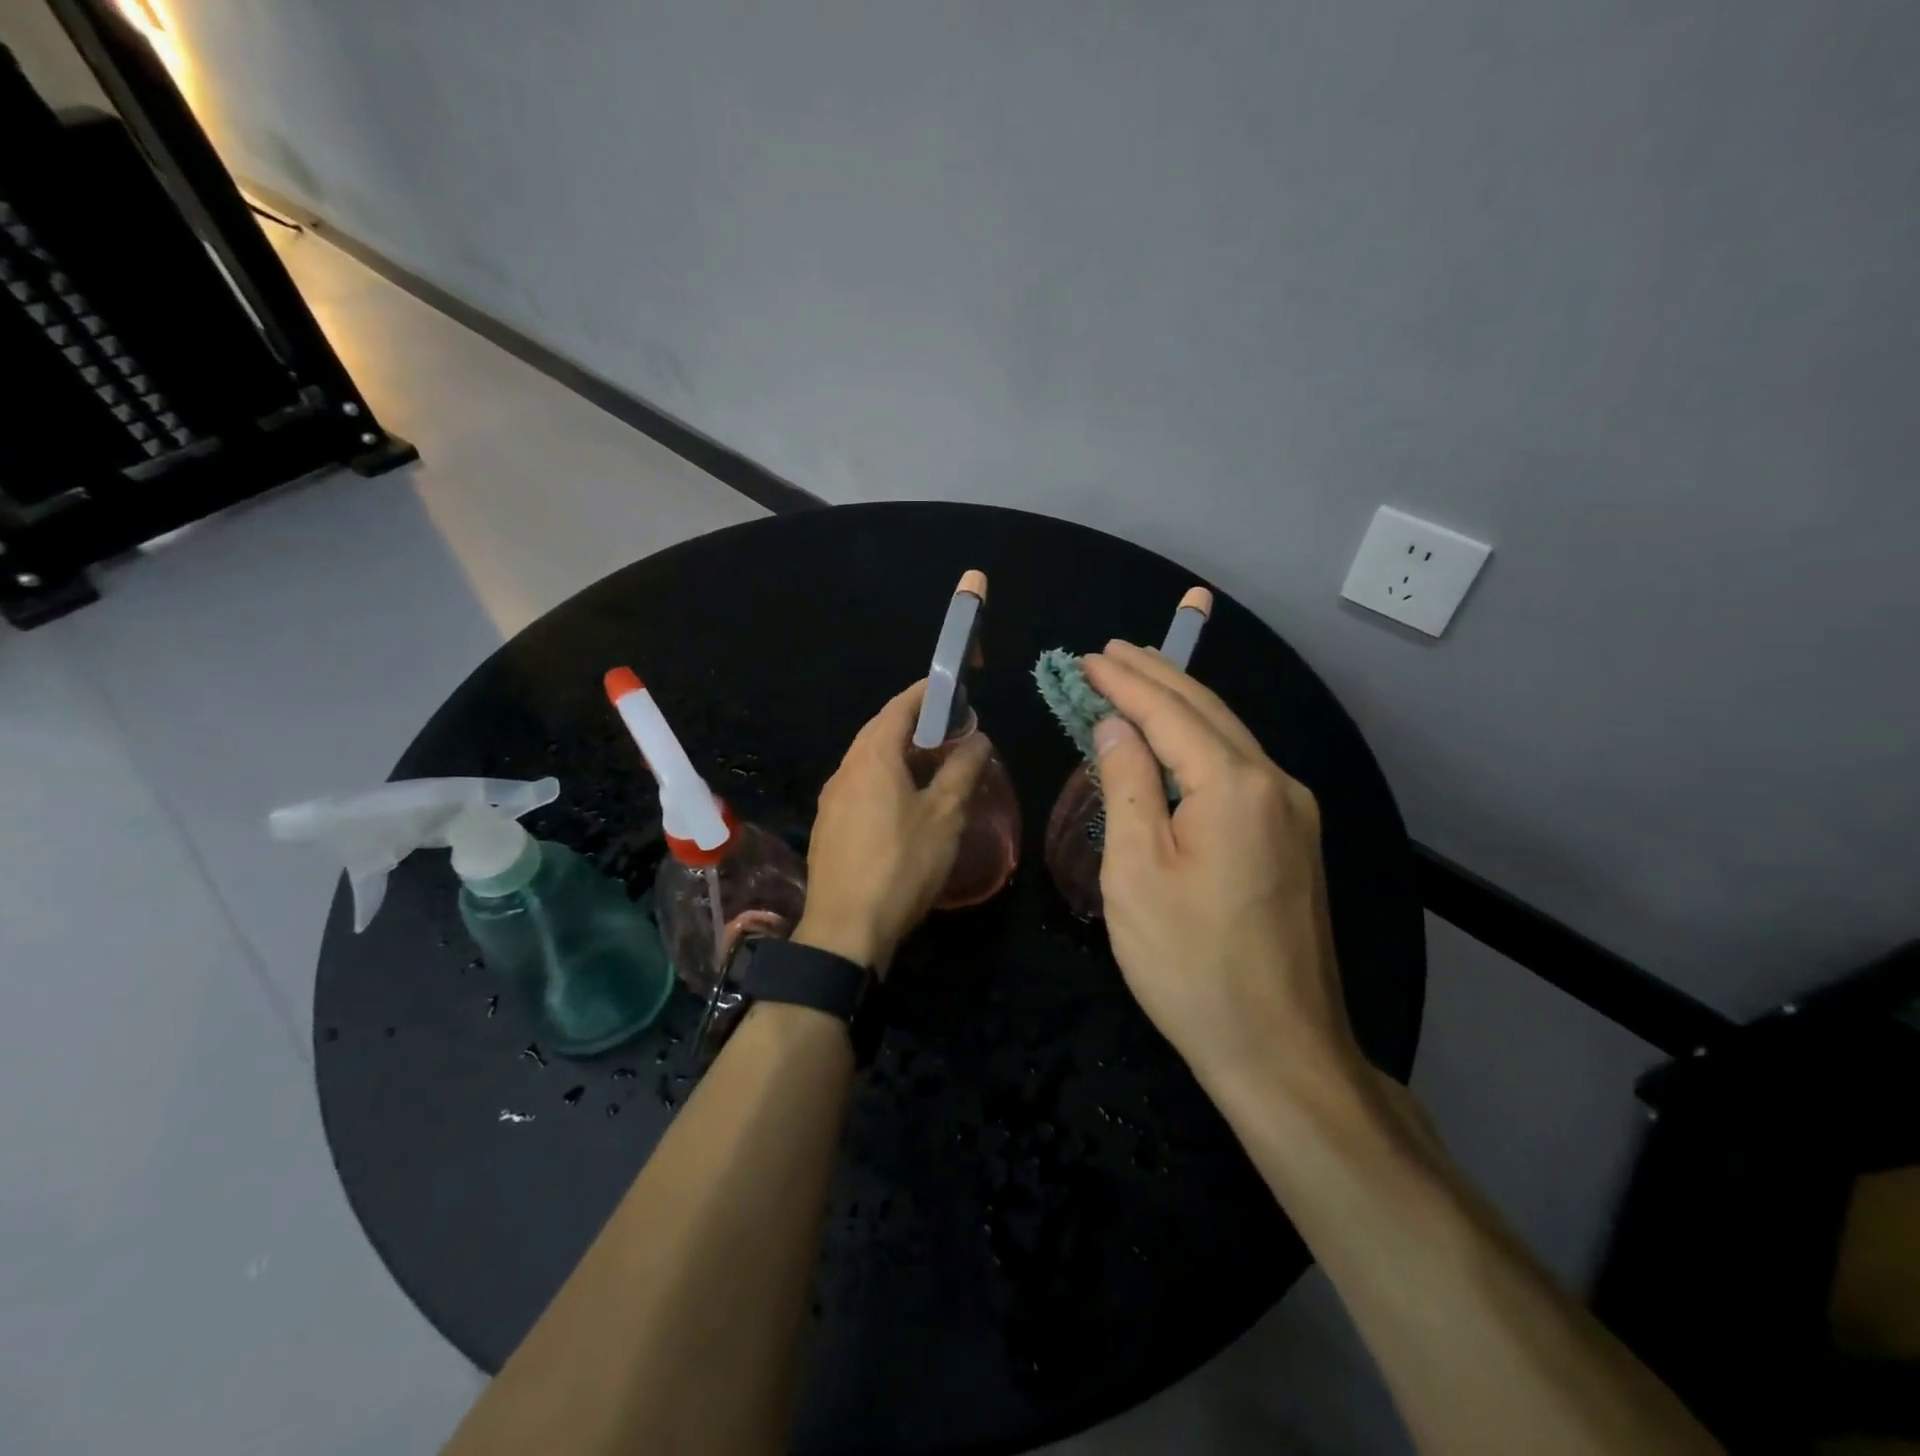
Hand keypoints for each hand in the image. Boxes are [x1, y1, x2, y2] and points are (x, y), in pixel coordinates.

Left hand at [796, 680, 991, 975]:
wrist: (845, 930)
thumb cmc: (901, 865)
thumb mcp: (944, 816)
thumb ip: (962, 771)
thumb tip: (977, 738)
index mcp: (872, 758)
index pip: (899, 707)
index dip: (926, 692)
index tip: (953, 687)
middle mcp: (846, 770)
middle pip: (880, 730)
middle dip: (914, 721)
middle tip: (951, 726)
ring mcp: (832, 799)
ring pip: (868, 759)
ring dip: (900, 751)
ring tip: (934, 760)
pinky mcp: (829, 826)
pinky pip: (860, 785)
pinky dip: (885, 776)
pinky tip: (905, 799)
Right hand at [1084, 640, 1363, 1094]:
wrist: (1280, 1050)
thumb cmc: (1190, 965)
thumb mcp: (1136, 872)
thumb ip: (1127, 786)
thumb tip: (1114, 727)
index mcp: (1235, 785)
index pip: (1169, 712)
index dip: (1124, 682)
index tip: (1086, 658)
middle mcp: (1275, 783)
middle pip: (1207, 710)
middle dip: (1155, 675)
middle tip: (1111, 651)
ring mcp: (1294, 811)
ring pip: (1229, 735)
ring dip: (1180, 703)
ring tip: (1139, 676)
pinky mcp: (1295, 838)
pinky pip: (1240, 767)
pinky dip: (1201, 740)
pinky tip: (1179, 738)